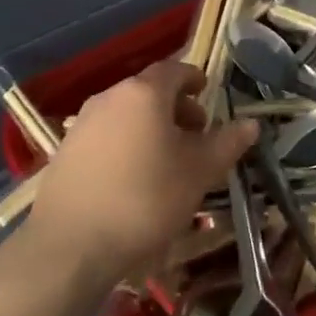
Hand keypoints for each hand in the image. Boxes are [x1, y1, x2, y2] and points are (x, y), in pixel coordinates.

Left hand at [21, 61, 256, 288]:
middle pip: (149, 92)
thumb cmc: (146, 199)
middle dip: (176, 107)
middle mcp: (110, 97)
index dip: (194, 80)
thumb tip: (250, 124)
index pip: (175, 70)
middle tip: (195, 134)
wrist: (70, 245)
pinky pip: (106, 136)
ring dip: (150, 127)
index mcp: (144, 93)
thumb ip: (227, 143)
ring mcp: (82, 123)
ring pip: (126, 114)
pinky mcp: (64, 151)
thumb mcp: (199, 172)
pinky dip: (126, 144)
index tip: (207, 95)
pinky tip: (133, 178)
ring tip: (167, 160)